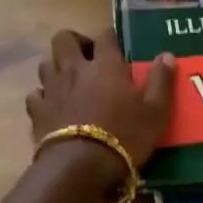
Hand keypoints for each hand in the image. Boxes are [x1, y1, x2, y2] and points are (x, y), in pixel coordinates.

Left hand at [27, 30, 176, 167]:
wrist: (81, 166)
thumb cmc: (124, 136)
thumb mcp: (155, 112)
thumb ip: (161, 81)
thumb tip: (167, 55)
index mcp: (106, 65)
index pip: (105, 36)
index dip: (110, 37)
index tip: (116, 45)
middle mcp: (74, 69)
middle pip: (64, 39)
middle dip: (74, 42)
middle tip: (88, 58)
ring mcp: (52, 89)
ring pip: (46, 63)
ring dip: (56, 67)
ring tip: (70, 81)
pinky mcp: (37, 111)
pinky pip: (35, 94)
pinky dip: (43, 96)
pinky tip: (52, 106)